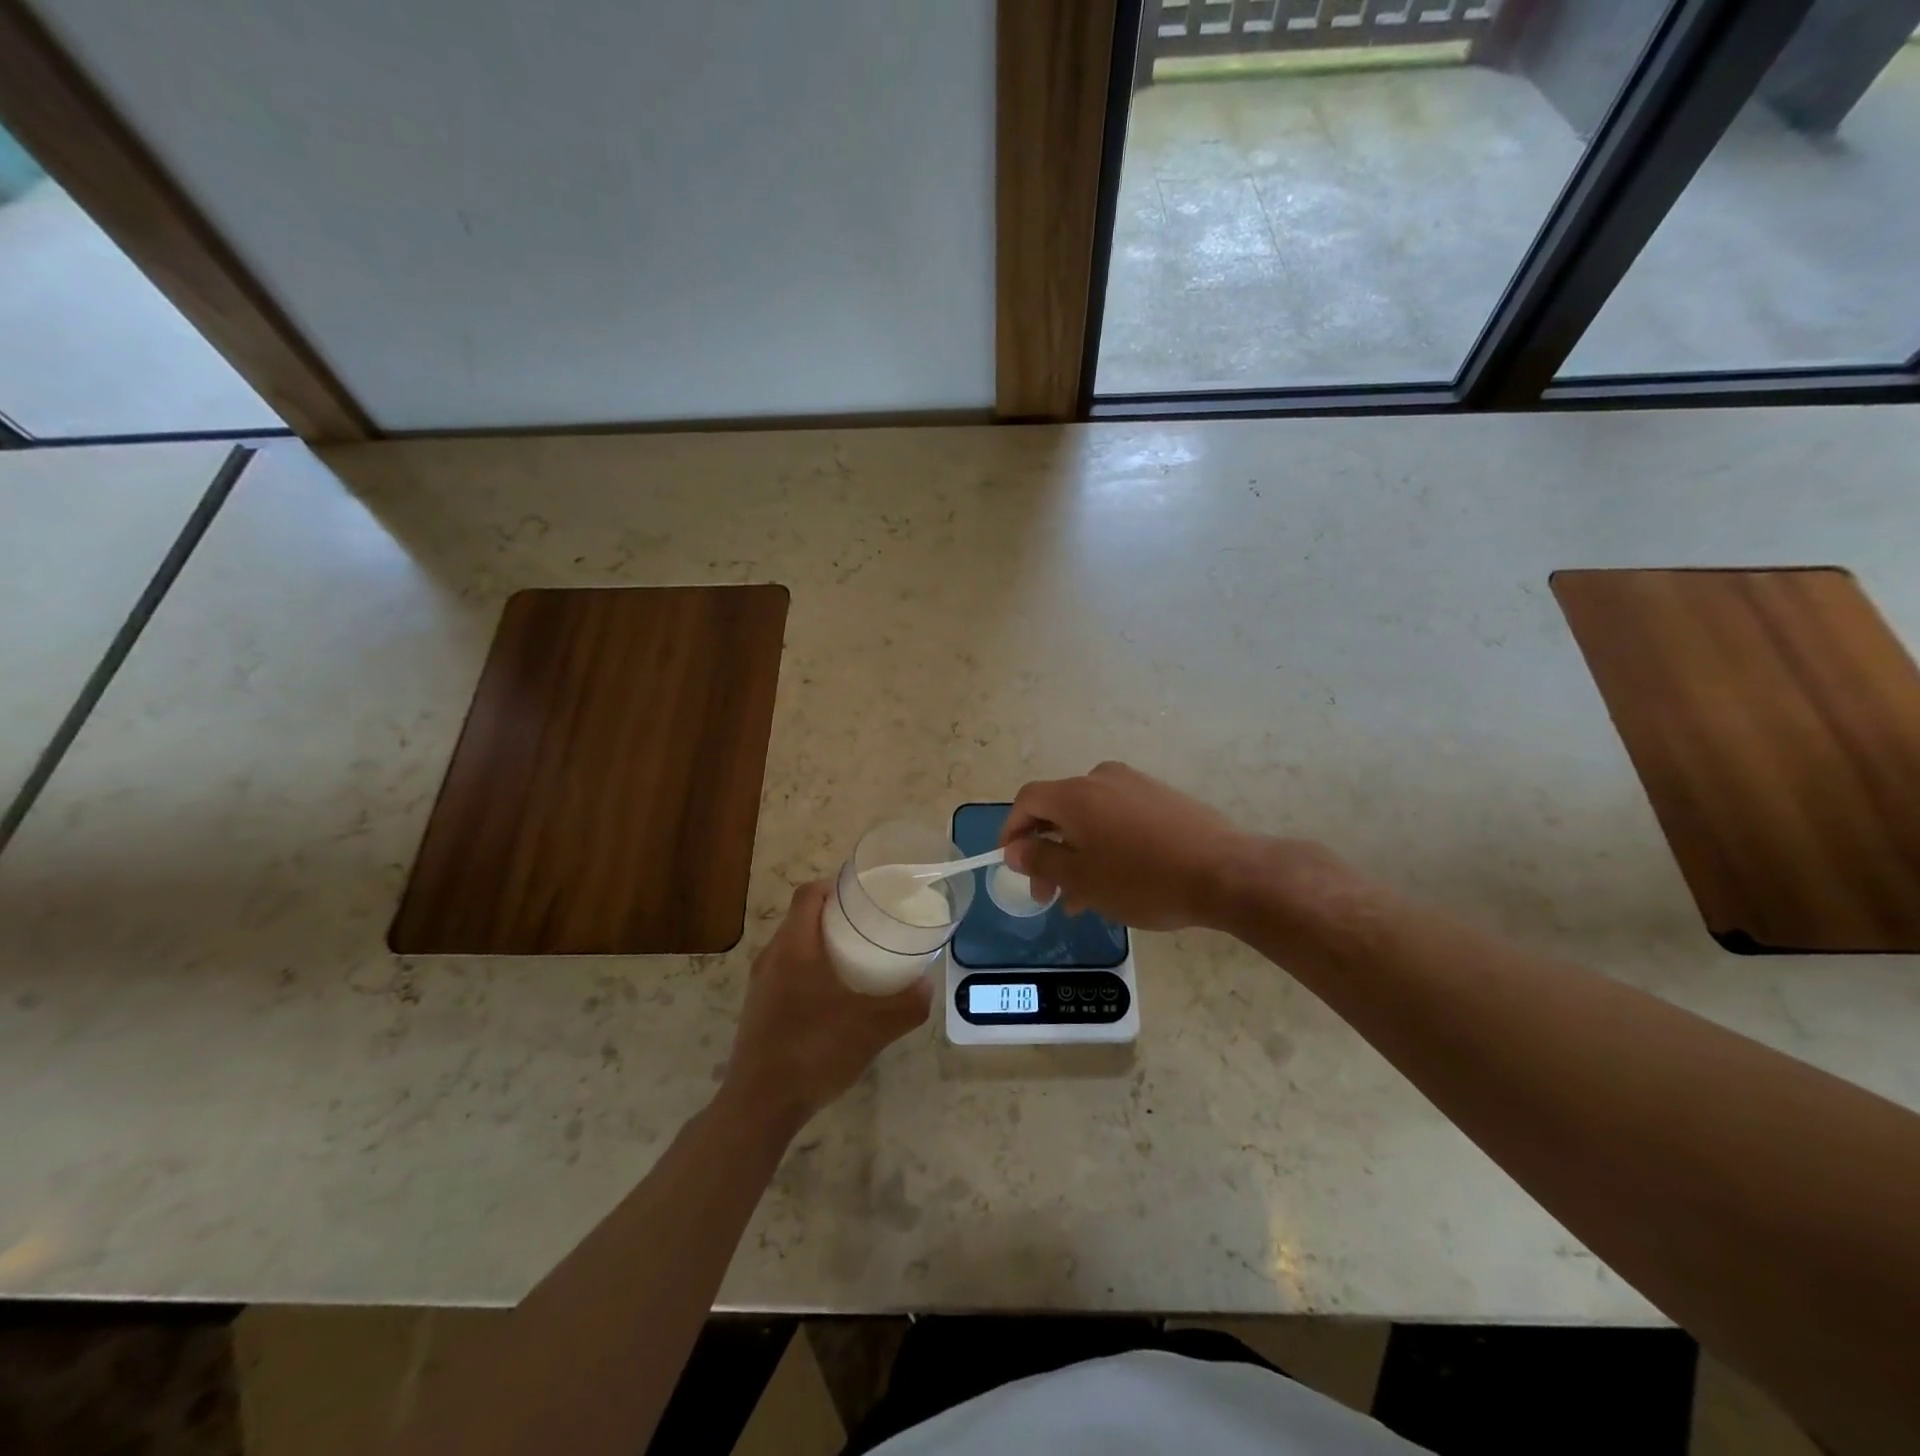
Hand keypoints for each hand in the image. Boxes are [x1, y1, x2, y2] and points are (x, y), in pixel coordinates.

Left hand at [719, 881, 930, 1138]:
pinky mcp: (759, 1008)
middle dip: (835, 915)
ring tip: (857, 958)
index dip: (835, 886)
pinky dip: (810, 969)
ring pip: (793, 946)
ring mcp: (761, 984)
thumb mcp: (871, 1029)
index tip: (864, 894)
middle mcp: (772, 957)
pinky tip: (834, 997)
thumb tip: (927, 985)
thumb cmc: (813, 1052)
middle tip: (870, 926)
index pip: (808, 894)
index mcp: (794, 947)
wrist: (760, 1106)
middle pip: (802, 918)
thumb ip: (906, 1005)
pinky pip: (786, 971)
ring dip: (822, 944)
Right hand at [1000, 762, 1253, 930]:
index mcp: (1076, 794)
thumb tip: (1015, 849)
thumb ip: (1041, 861)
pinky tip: (1117, 879)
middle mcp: (1101, 779)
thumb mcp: (1082, 879)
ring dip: (1076, 852)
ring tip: (1083, 899)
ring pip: (1089, 817)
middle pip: (1058, 809)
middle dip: (1046, 851)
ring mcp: (1135, 785)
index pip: (1027, 801)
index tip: (1012, 865)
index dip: (1012, 831)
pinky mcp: (1162, 797)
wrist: (1225, 873)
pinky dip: (1105, 843)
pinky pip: (1118, 816)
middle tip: (1048, 894)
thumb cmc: (1143, 880)